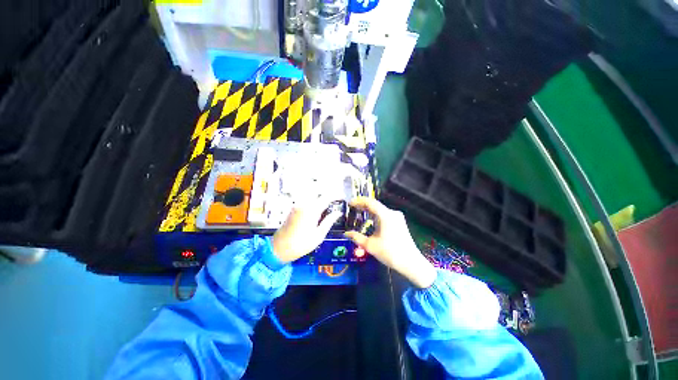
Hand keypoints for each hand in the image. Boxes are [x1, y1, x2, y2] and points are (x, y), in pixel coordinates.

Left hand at [271, 200, 341, 263]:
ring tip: (328, 206)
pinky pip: (306, 201)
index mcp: (311, 210)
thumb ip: (329, 221)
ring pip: (312, 197)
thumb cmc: (301, 244)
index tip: (342, 197)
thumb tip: (338, 213)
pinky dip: (313, 202)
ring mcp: (297, 206)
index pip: (326, 198)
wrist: (278, 248)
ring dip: (320, 199)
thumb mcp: (318, 235)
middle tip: (336, 201)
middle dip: (328, 196)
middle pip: (318, 195)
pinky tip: (317, 210)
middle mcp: (303, 204)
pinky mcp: (293, 209)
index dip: (335, 196)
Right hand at [345, 197, 436, 287]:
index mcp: (385, 216)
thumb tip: (346, 233)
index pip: (370, 202)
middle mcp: (392, 213)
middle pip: (375, 205)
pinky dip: (375, 215)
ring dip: (369, 210)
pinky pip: (385, 214)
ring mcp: (397, 217)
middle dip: (363, 205)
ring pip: (380, 210)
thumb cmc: (390, 253)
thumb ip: (357, 237)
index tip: (350, 203)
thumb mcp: (370, 245)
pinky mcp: (399, 222)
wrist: (410, 263)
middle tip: (352, 208)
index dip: (359, 201)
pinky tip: (370, 219)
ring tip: (359, 212)